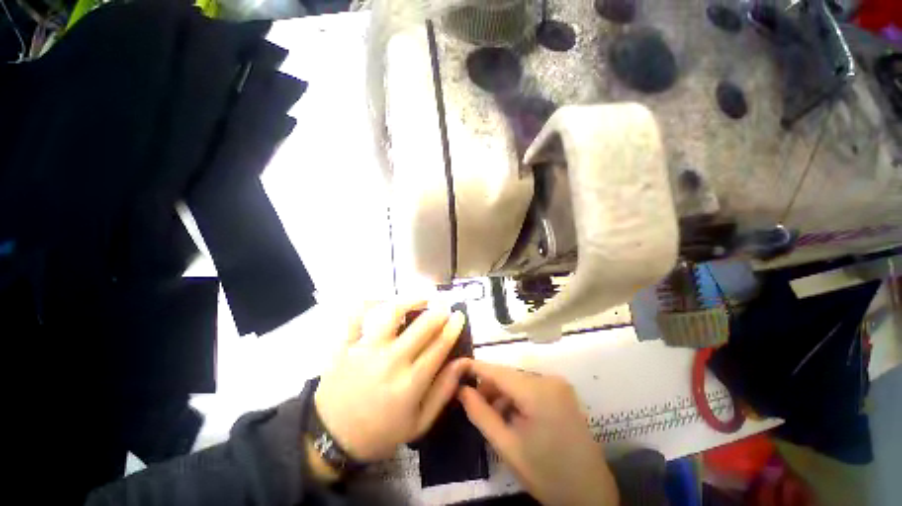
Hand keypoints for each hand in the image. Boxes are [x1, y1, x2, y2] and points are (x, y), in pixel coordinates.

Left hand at [314, 299, 467, 461]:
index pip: (439, 345)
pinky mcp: (345, 346)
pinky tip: (383, 301)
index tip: (459, 315)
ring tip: (420, 299)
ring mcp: (365, 350)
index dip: (453, 327)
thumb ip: (443, 390)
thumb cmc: (380, 432)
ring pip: (391, 313)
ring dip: (410, 301)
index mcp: (410, 382)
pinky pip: (357, 316)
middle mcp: (390, 361)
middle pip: (421, 326)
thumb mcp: (419, 422)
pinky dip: (369, 304)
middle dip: (438, 311)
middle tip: (444, 305)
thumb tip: (462, 362)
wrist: (331, 439)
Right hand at [458, 360, 618, 505]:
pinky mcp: (562, 392)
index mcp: (538, 392)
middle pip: (508, 375)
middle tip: (474, 405)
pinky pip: (530, 387)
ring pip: (518, 380)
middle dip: (489, 387)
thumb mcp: (507, 447)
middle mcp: (549, 379)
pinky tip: (513, 417)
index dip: (475, 367)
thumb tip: (461, 390)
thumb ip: (481, 414)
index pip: (498, 371)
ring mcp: (558, 384)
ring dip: (503, 394)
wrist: (590, 495)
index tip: (456, 367)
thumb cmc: (547, 475)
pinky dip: (517, 397)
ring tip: (494, 417)